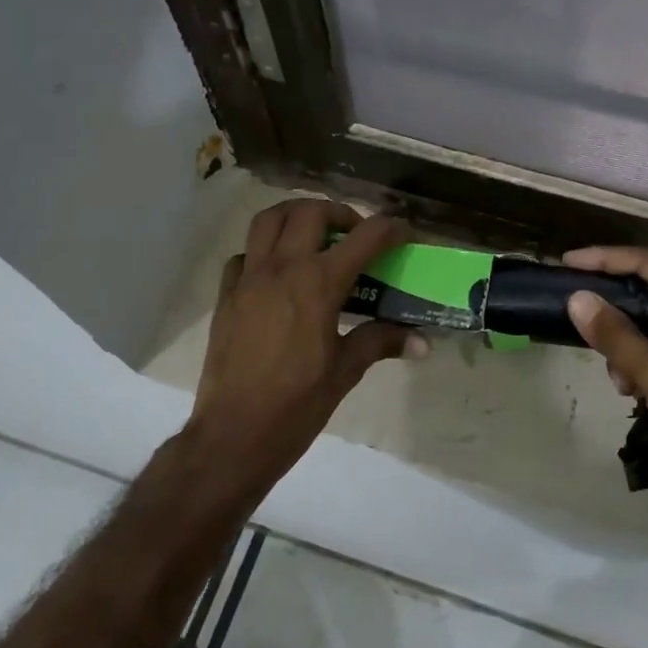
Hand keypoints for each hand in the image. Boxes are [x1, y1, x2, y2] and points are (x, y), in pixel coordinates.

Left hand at [185, 198, 424, 495]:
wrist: (233, 435)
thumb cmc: (296, 405)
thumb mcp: (345, 371)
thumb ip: (380, 342)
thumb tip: (421, 342)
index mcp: (318, 284)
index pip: (364, 238)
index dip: (389, 228)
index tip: (403, 233)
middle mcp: (282, 269)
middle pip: (309, 211)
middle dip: (338, 212)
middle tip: (353, 233)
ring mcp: (248, 279)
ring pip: (268, 219)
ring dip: (295, 216)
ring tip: (313, 236)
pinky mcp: (225, 296)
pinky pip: (244, 254)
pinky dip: (263, 251)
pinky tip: (276, 274)